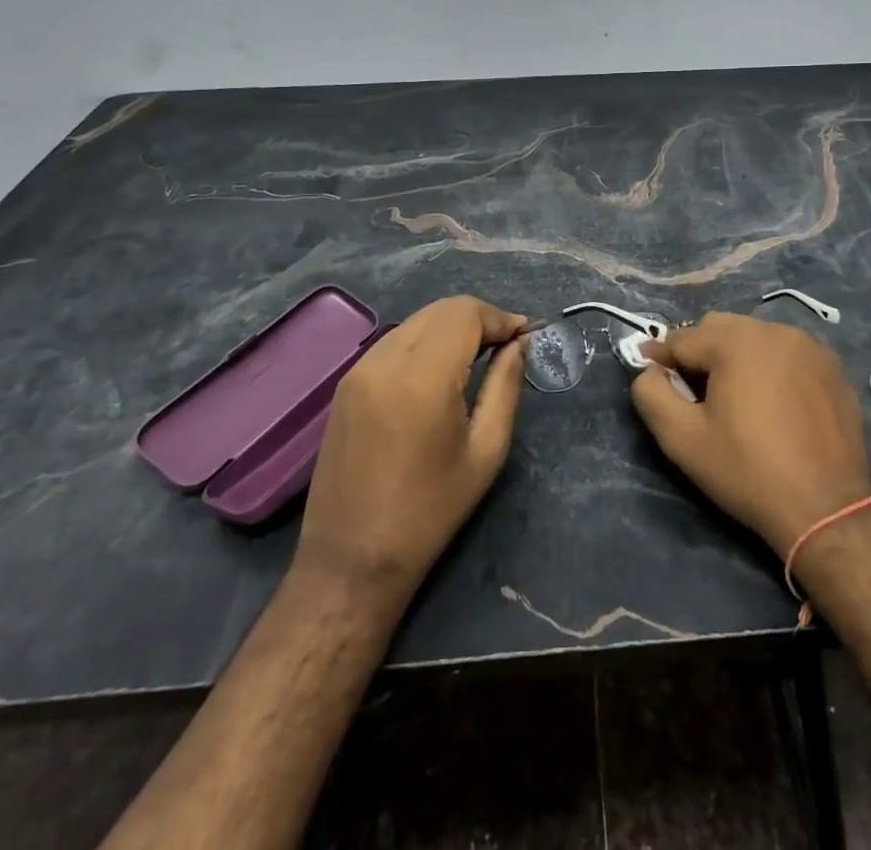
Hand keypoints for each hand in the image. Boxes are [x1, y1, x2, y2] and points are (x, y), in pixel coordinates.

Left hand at [297, 296, 527, 605]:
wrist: (351, 560)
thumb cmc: (430, 511)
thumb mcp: (485, 450)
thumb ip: (505, 385)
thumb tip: (519, 344)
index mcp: (422, 377)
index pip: (465, 314)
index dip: (499, 317)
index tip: (524, 335)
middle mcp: (385, 360)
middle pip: (441, 310)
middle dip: (479, 318)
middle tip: (507, 344)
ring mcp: (359, 370)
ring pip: (416, 321)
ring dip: (451, 327)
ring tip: (478, 355)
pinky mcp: (346, 384)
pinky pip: (394, 341)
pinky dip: (425, 341)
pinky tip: (441, 370)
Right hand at [634, 312, 870, 556]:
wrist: (826, 509)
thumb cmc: (747, 471)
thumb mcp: (682, 439)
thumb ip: (652, 394)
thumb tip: (649, 371)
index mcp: (736, 341)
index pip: (683, 338)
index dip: (661, 357)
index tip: (650, 373)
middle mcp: (775, 330)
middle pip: (720, 328)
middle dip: (699, 351)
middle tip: (693, 391)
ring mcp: (810, 347)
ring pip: (756, 336)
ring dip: (736, 356)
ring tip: (734, 396)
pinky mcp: (833, 368)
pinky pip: (788, 353)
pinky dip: (771, 366)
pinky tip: (772, 402)